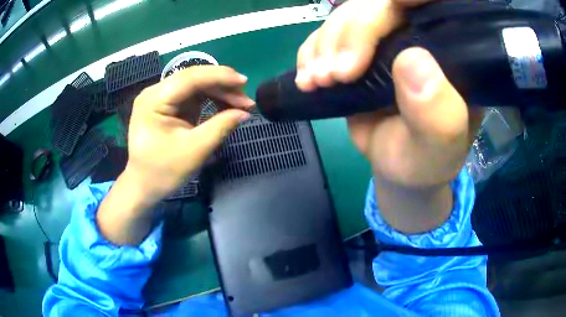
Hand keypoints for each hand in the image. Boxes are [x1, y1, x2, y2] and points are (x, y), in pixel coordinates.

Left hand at [98, 66, 253, 244]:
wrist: (144, 185)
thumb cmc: (163, 171)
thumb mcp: (194, 151)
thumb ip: (220, 127)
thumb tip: (245, 113)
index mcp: (154, 100)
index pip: (189, 78)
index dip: (219, 76)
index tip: (244, 82)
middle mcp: (155, 92)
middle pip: (193, 79)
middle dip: (222, 86)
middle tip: (246, 101)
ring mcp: (161, 97)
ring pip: (196, 85)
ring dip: (219, 92)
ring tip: (240, 105)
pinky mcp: (168, 105)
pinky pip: (193, 95)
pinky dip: (211, 99)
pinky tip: (226, 106)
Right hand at [296, 0, 482, 232]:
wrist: (400, 167)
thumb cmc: (427, 161)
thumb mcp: (440, 148)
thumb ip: (438, 114)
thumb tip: (411, 61)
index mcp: (453, 52)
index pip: (436, 4)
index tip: (385, 12)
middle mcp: (422, 35)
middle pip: (380, 6)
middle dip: (352, 33)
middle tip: (335, 76)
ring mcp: (388, 38)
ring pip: (349, 15)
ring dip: (325, 45)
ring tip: (319, 82)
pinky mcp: (360, 49)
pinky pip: (328, 33)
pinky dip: (311, 51)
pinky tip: (309, 77)